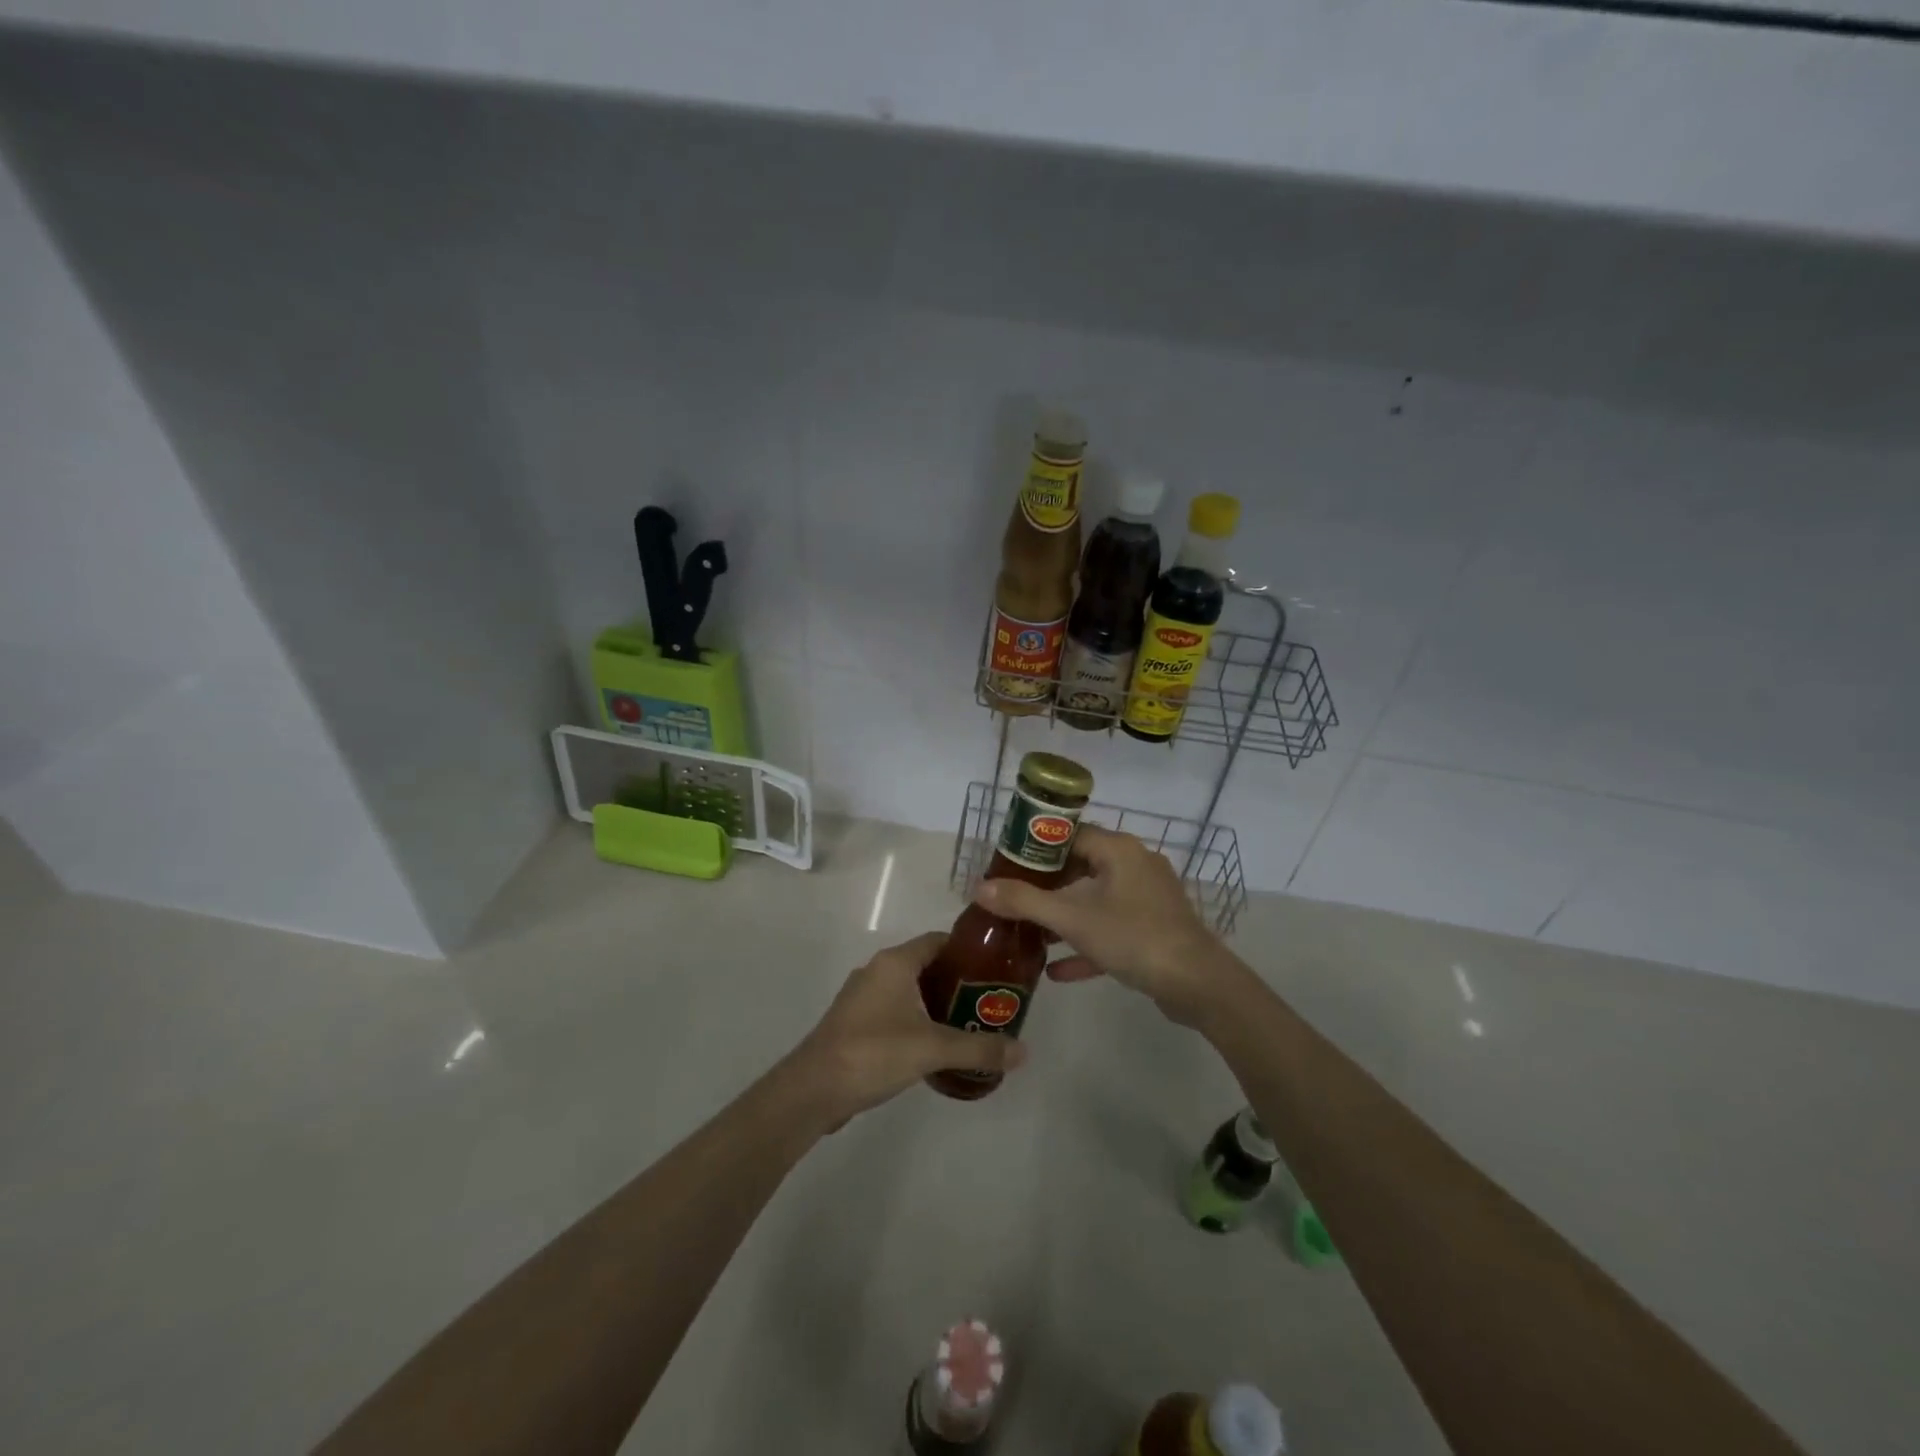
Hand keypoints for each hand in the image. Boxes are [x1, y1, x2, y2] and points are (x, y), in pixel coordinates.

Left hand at [787, 932, 1027, 1124]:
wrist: (812, 1090)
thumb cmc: (874, 1052)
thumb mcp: (932, 1048)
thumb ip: (979, 1048)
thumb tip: (1024, 1052)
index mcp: (895, 962)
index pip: (939, 940)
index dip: (968, 950)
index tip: (997, 967)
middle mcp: (878, 970)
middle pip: (926, 965)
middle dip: (958, 981)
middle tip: (990, 1001)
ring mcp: (862, 996)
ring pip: (909, 989)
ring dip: (937, 1003)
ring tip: (970, 1024)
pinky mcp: (855, 1022)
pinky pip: (895, 1010)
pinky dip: (917, 1019)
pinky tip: (935, 1046)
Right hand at [973, 825, 1230, 1025]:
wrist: (1198, 985)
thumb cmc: (1133, 938)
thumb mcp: (1073, 919)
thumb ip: (1025, 902)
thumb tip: (979, 888)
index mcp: (1119, 850)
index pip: (1070, 834)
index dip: (1037, 848)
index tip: (1008, 864)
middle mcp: (1135, 866)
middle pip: (1082, 866)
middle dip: (1047, 886)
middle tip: (1013, 899)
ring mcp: (1148, 899)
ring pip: (1096, 900)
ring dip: (1064, 918)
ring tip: (1029, 935)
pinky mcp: (1155, 929)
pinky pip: (1113, 929)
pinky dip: (1087, 944)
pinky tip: (1057, 972)